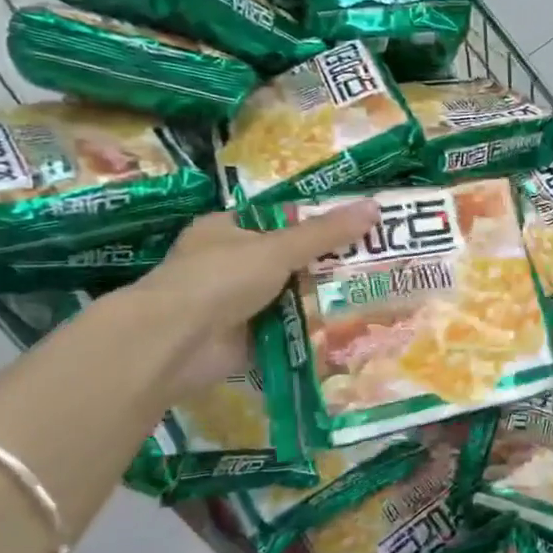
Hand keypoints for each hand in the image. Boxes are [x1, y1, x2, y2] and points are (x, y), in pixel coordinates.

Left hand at [129, 204, 377, 394]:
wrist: (175, 344)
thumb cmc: (218, 279)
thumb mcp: (277, 248)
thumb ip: (325, 233)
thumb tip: (374, 208)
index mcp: (228, 230)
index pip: (280, 220)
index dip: (319, 222)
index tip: (359, 227)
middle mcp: (232, 264)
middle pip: (291, 260)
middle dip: (329, 264)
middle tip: (377, 262)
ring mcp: (239, 304)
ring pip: (293, 296)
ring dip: (325, 299)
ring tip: (376, 293)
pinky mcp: (249, 338)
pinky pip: (290, 330)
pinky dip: (314, 331)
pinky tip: (353, 328)